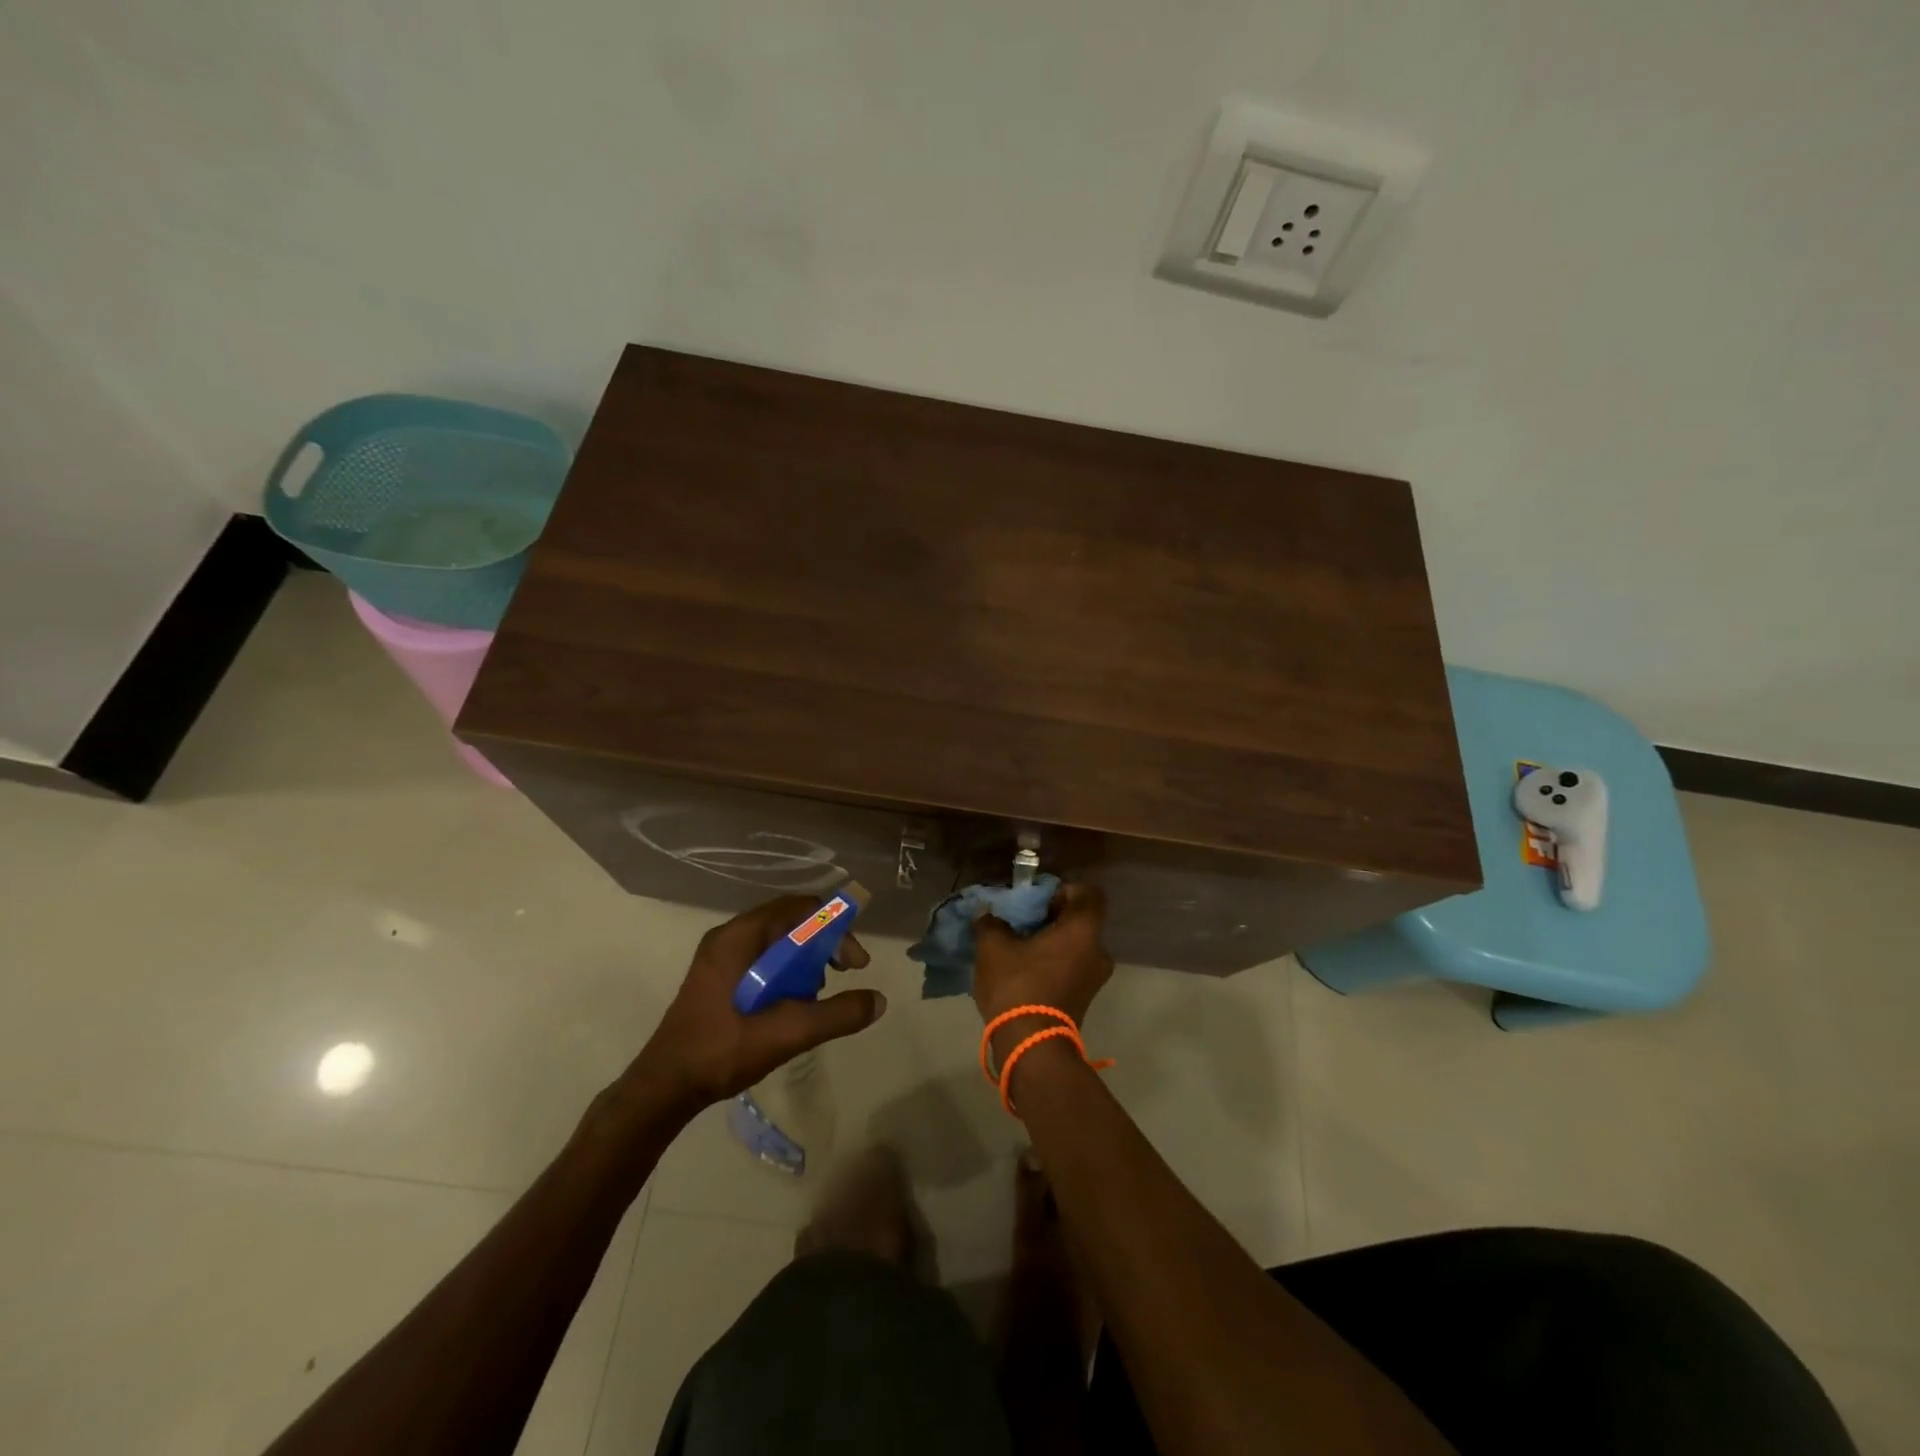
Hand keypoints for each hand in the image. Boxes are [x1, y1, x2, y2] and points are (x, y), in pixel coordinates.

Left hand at [627, 895, 887, 1113]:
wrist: (663, 1089)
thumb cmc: (721, 1052)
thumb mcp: (786, 1033)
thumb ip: (835, 1015)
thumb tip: (879, 1000)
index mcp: (738, 938)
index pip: (798, 908)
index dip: (834, 926)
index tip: (855, 962)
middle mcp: (728, 937)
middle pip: (789, 921)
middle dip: (824, 944)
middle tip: (844, 974)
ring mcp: (720, 957)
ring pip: (777, 942)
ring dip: (806, 959)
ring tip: (818, 994)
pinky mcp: (719, 978)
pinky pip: (764, 959)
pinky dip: (787, 972)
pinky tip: (794, 1004)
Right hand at [973, 883, 1113, 1057]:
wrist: (1030, 1046)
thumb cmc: (1017, 986)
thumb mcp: (993, 947)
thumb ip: (991, 923)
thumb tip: (987, 913)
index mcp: (1083, 930)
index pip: (1088, 893)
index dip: (1064, 890)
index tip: (1038, 900)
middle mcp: (1098, 950)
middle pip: (1080, 920)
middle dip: (1052, 918)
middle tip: (1022, 923)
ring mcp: (1095, 978)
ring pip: (1076, 945)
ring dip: (1052, 943)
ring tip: (1020, 948)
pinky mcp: (1086, 998)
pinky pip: (1073, 967)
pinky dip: (1055, 963)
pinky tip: (1026, 971)